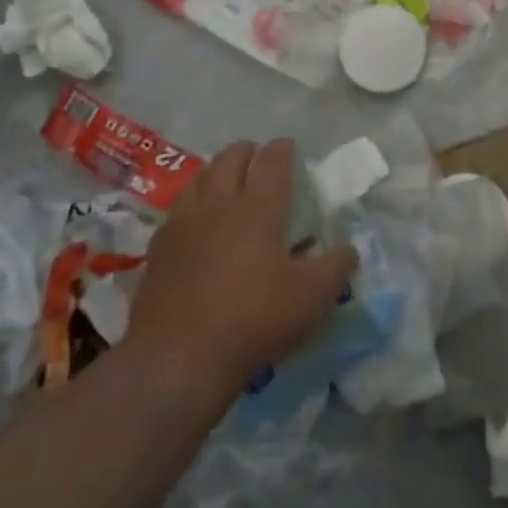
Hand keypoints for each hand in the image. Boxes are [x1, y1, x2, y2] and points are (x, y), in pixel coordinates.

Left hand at [124, 139, 356, 388]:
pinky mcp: (158, 247)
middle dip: (250, 152)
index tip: (292, 151)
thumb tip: (348, 249)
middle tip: (262, 164)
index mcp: (259, 206)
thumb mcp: (313, 296)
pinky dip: (194, 202)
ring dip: (219, 171)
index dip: (285, 149)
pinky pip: (179, 207)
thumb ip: (338, 265)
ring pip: (201, 176)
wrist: (178, 358)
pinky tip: (199, 223)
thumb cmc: (254, 319)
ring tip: (230, 185)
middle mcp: (219, 202)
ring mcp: (183, 222)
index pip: (273, 158)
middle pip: (232, 156)